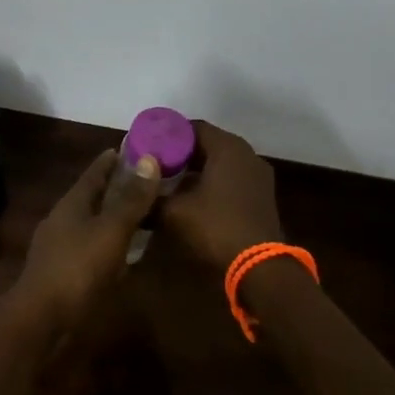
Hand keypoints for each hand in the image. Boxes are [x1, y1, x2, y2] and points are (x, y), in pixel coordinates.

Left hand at [11, 149, 162, 333]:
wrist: (40, 321)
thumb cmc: (77, 269)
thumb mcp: (111, 231)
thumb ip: (131, 199)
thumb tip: (149, 159)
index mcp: (72, 203)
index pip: (94, 172)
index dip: (112, 160)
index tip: (132, 147)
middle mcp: (63, 219)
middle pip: (91, 196)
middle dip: (113, 186)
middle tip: (142, 179)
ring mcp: (59, 247)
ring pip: (90, 222)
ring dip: (110, 215)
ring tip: (136, 213)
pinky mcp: (62, 272)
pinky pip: (89, 246)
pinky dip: (107, 242)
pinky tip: (121, 252)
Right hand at [162, 120, 282, 272]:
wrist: (259, 268)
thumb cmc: (216, 227)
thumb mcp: (174, 212)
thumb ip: (151, 198)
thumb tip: (132, 195)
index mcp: (227, 147)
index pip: (193, 127)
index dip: (168, 135)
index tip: (149, 146)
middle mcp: (246, 154)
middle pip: (208, 143)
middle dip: (181, 153)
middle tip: (156, 164)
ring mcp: (258, 175)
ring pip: (221, 162)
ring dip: (198, 169)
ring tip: (170, 181)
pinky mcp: (262, 195)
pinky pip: (232, 178)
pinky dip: (213, 182)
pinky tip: (194, 197)